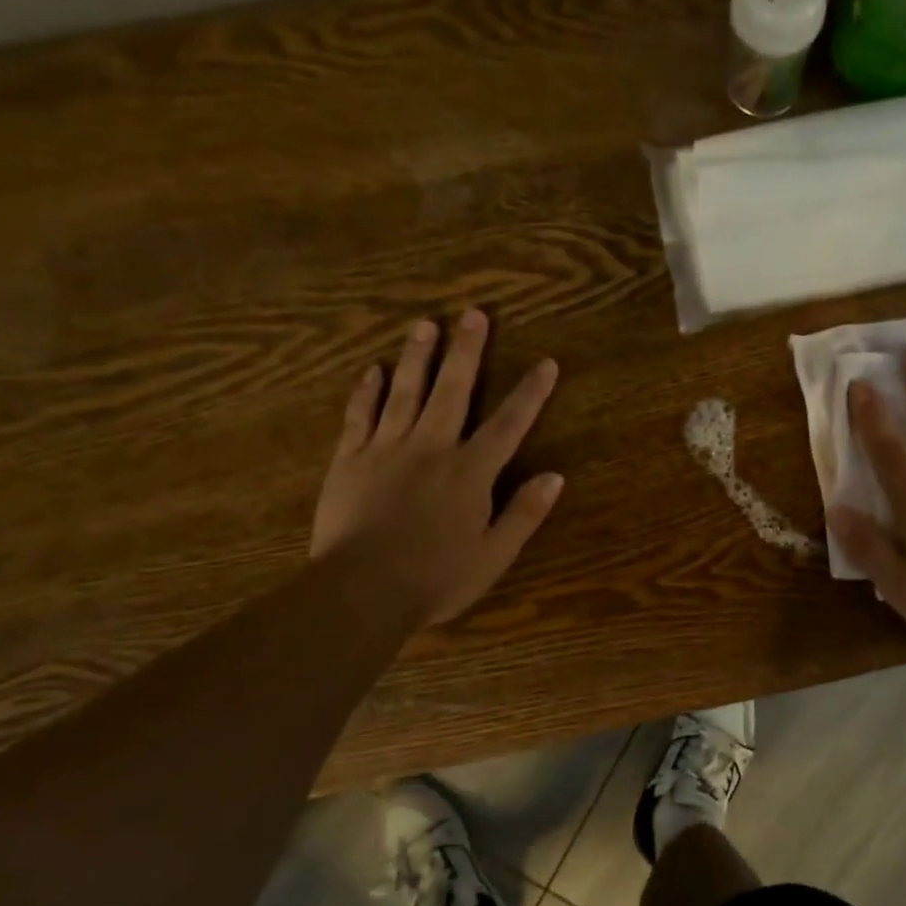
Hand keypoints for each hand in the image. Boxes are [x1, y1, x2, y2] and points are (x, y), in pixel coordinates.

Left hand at [310, 309, 561, 627]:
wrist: (361, 591)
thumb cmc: (435, 579)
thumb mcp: (493, 555)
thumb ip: (524, 513)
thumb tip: (555, 476)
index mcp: (470, 472)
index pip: (508, 424)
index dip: (530, 393)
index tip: (546, 362)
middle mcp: (431, 448)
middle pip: (453, 391)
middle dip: (467, 351)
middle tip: (474, 314)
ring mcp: (386, 449)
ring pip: (405, 392)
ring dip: (418, 357)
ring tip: (425, 324)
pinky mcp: (350, 460)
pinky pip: (359, 416)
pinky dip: (367, 391)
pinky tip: (373, 369)